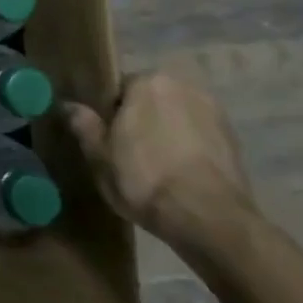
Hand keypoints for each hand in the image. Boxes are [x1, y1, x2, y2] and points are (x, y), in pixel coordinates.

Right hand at [64, 72, 251, 251]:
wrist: (210, 220)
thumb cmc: (144, 178)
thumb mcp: (99, 154)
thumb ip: (83, 124)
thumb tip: (68, 105)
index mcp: (148, 81)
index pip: (119, 89)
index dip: (110, 115)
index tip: (107, 139)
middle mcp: (184, 87)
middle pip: (151, 102)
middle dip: (141, 122)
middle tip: (129, 154)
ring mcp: (215, 114)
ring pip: (177, 120)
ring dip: (167, 136)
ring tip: (156, 169)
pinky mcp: (235, 143)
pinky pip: (199, 139)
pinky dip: (189, 152)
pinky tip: (180, 178)